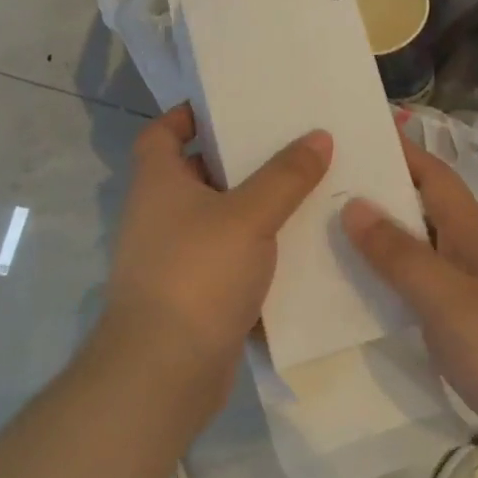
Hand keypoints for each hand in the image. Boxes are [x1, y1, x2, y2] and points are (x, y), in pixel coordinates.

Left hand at [94, 104, 331, 431]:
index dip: (188, 116)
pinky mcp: (193, 294)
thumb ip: (286, 176)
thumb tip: (319, 136)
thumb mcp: (249, 216)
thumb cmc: (198, 274)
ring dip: (253, 206)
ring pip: (218, 218)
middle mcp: (159, 215)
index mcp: (158, 183)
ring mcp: (173, 258)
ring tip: (304, 189)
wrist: (165, 371)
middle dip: (238, 159)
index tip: (231, 107)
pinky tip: (296, 245)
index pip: (162, 133)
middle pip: (197, 173)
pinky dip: (255, 248)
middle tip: (288, 144)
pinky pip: (228, 257)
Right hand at [341, 138, 477, 475]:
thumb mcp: (449, 300)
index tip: (355, 132)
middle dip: (379, 194)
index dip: (399, 150)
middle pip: (423, 210)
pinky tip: (362, 299)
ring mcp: (476, 294)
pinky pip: (424, 294)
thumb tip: (353, 203)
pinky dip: (394, 287)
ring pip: (421, 253)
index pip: (433, 175)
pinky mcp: (473, 331)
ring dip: (382, 242)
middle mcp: (474, 255)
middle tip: (321, 187)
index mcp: (473, 234)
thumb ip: (400, 255)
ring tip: (327, 237)